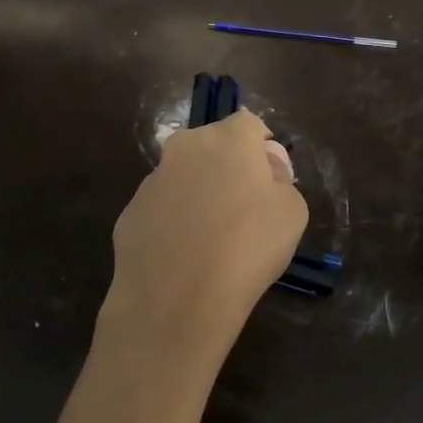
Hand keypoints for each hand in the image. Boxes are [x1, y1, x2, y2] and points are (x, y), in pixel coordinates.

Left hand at [97, 109, 307, 379]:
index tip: (271, 181)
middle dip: (227, 168)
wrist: (177, 298)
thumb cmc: (247, 247)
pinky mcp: (129, 213)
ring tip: (211, 241)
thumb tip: (267, 168)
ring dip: (197, 195)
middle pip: (212, 146)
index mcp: (227, 138)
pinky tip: (183, 258)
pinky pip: (161, 210)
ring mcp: (151, 180)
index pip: (250, 124)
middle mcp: (184, 147)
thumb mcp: (292, 213)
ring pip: (183, 177)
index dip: (263, 149)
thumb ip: (281, 180)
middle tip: (243, 210)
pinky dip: (173, 224)